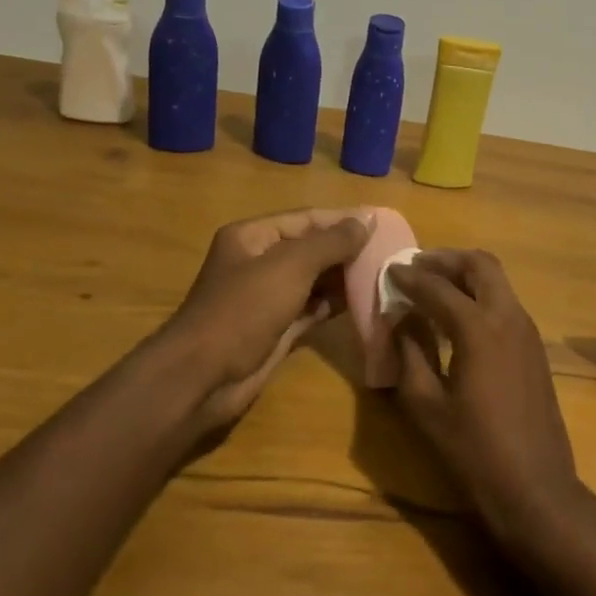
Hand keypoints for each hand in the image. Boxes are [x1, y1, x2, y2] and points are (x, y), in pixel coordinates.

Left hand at [167, 209, 372, 442]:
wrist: (204, 376)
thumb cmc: (244, 309)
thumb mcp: (290, 266)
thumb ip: (331, 242)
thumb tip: (367, 219)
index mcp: (254, 236)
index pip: (307, 218)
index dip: (344, 220)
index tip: (383, 224)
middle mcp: (260, 262)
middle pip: (312, 248)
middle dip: (348, 250)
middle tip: (391, 252)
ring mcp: (268, 297)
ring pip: (315, 280)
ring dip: (345, 278)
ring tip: (385, 275)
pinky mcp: (278, 328)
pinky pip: (314, 308)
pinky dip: (336, 304)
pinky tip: (365, 302)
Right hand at [387, 249, 583, 544]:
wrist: (535, 485)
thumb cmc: (473, 450)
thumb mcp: (427, 405)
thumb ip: (410, 353)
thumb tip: (400, 319)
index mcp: (479, 328)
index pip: (438, 287)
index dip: (410, 278)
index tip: (389, 272)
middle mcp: (509, 317)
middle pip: (480, 265)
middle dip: (446, 260)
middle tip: (416, 267)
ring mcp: (527, 331)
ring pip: (498, 281)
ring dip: (466, 274)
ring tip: (433, 285)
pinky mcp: (535, 347)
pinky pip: (506, 302)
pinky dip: (481, 294)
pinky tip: (459, 315)